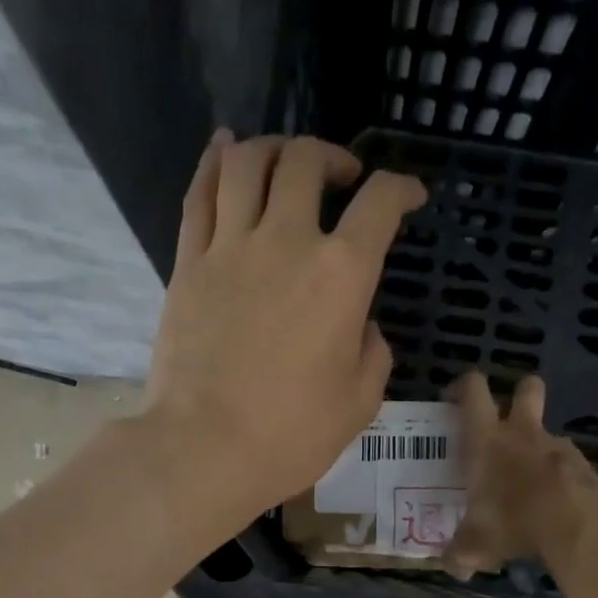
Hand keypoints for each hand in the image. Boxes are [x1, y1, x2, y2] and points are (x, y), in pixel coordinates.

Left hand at [141, 130, 427, 522]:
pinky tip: (224, 150)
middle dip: (333, 156)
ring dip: (274, 147)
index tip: (409, 196)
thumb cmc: (291, 435)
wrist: (205, 449)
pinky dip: (214, 162)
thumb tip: (361, 327)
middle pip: (306, 161)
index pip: (379, 204)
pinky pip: (200, 194)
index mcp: (341, 274)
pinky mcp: (188, 264)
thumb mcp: (360, 403)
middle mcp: (286, 241)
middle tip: (342, 177)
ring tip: (285, 161)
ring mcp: (230, 248)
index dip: (401, 189)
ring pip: (247, 162)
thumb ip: (372, 353)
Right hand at [443, 373, 597, 579]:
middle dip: (519, 393)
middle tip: (507, 417)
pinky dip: (560, 478)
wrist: (577, 523)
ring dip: (539, 447)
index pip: (474, 392)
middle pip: (526, 389)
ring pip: (548, 432)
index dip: (464, 387)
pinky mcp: (586, 467)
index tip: (454, 397)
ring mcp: (558, 447)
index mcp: (487, 440)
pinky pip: (568, 464)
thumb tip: (450, 567)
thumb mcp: (474, 545)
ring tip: (528, 481)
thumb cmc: (512, 520)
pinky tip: (554, 504)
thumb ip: (458, 554)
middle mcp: (522, 433)